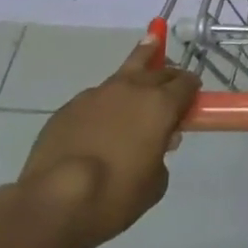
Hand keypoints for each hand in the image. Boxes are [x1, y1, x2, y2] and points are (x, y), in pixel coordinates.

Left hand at [14, 37, 200, 247]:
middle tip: (172, 84)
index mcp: (160, 105)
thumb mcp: (154, 183)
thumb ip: (161, 156)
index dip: (192, 88)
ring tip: (149, 47)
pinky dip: (107, 100)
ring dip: (141, 64)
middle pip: (159, 69)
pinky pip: (97, 96)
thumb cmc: (115, 196)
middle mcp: (132, 89)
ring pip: (127, 69)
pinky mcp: (70, 106)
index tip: (192, 97)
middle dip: (170, 74)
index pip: (186, 83)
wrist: (55, 200)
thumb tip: (155, 144)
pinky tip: (102, 117)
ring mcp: (99, 94)